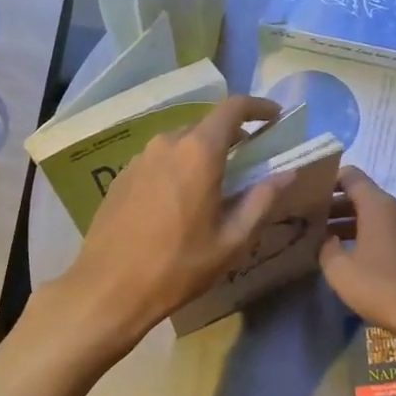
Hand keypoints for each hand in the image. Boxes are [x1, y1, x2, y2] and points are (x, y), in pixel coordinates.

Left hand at [49, 96, 292, 348]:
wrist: (108, 288)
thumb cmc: (178, 267)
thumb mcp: (231, 241)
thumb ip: (262, 201)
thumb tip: (287, 173)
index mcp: (198, 152)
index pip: (232, 108)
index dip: (258, 107)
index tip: (274, 117)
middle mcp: (166, 144)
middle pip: (205, 125)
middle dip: (231, 136)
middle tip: (249, 161)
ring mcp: (139, 159)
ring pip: (179, 143)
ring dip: (201, 154)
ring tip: (215, 185)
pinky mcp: (120, 177)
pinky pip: (158, 161)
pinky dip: (177, 169)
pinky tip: (180, 201)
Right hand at [320, 168, 395, 345]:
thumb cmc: (381, 287)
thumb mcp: (340, 270)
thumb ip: (326, 248)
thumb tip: (327, 240)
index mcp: (377, 205)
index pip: (350, 175)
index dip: (328, 179)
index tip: (308, 192)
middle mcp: (395, 209)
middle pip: (361, 195)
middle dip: (334, 204)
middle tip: (308, 216)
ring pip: (372, 214)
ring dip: (348, 221)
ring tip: (323, 236)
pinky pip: (384, 230)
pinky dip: (364, 234)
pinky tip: (348, 253)